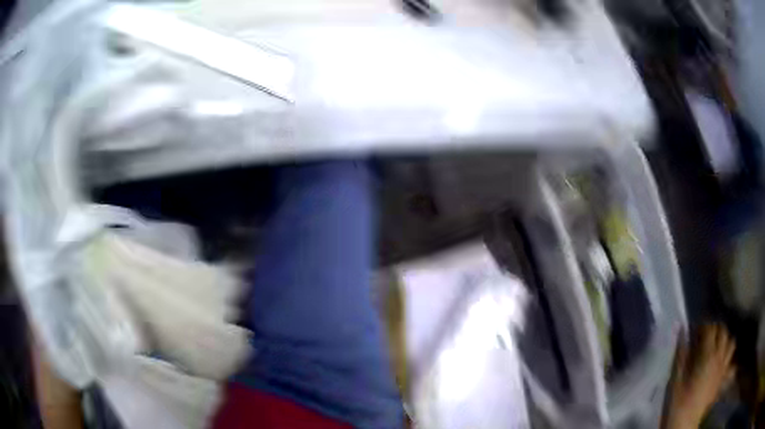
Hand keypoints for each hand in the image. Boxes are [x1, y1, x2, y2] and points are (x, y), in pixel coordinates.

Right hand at [664, 324, 735, 428]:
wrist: (684, 424)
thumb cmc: (678, 402)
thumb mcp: (675, 379)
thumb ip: (680, 354)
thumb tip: (682, 331)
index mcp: (707, 354)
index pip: (710, 328)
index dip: (702, 326)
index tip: (694, 331)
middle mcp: (719, 356)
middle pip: (723, 331)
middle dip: (714, 329)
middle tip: (704, 336)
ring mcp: (723, 367)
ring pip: (730, 342)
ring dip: (724, 339)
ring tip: (716, 345)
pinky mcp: (722, 377)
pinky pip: (730, 358)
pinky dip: (727, 353)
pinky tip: (720, 360)